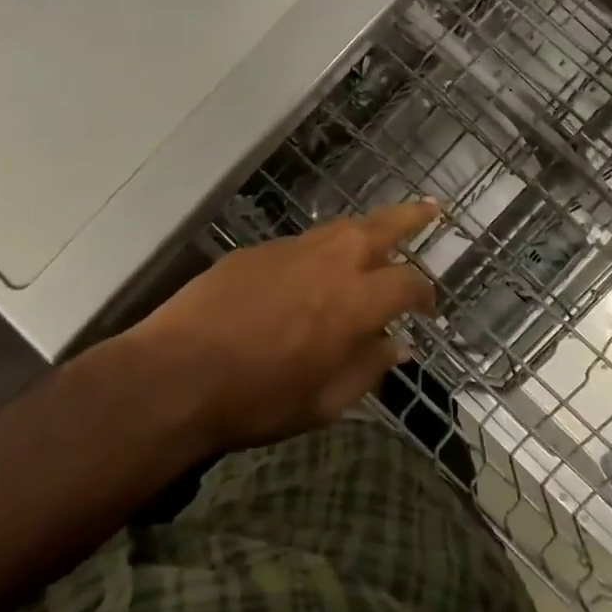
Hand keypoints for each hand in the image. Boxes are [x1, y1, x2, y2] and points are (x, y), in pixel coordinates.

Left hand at [129, 201, 439, 453]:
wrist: (178, 374)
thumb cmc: (258, 399)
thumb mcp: (325, 402)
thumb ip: (368, 368)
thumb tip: (398, 346)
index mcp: (357, 300)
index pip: (408, 282)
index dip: (425, 292)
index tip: (428, 306)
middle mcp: (332, 262)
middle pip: (382, 226)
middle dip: (411, 216)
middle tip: (432, 209)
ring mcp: (292, 249)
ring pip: (341, 227)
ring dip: (366, 228)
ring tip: (378, 233)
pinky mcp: (258, 250)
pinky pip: (302, 243)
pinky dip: (321, 249)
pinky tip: (315, 267)